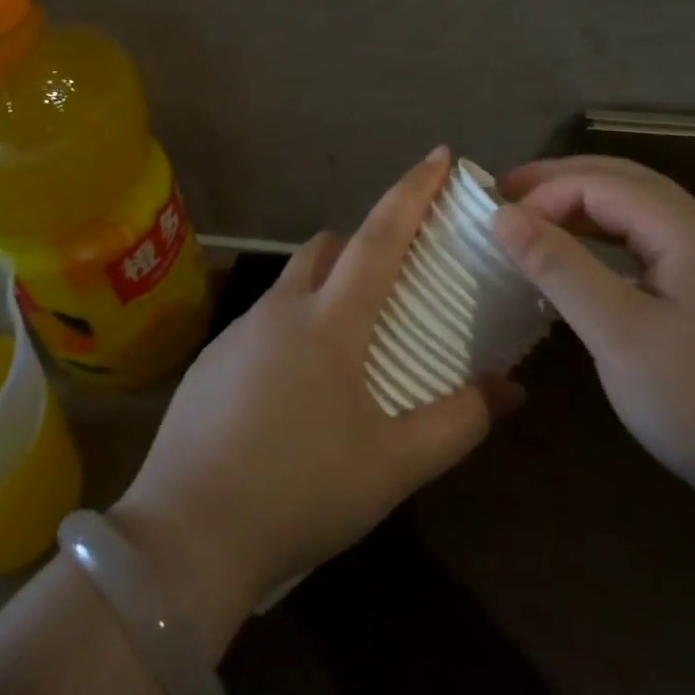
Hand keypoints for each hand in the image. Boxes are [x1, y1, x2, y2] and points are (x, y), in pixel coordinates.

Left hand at [110, 147, 513, 636]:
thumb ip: (458, 422)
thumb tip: (511, 389)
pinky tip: (299, 387)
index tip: (440, 154)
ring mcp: (238, 332)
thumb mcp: (392, 467)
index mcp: (330, 321)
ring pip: (293, 283)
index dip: (413, 191)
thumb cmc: (299, 493)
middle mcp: (282, 309)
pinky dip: (294, 326)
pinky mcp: (210, 361)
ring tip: (352, 340)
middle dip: (364, 242)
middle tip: (396, 277)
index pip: (380, 234)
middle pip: (329, 247)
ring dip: (327, 288)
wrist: (183, 540)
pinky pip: (265, 322)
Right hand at [491, 155, 694, 523]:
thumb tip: (503, 215)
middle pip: (625, 183)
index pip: (602, 183)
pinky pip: (655, 245)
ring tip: (536, 221)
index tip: (496, 218)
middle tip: (506, 195)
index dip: (545, 193)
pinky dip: (611, 240)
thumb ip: (560, 268)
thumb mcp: (620, 334)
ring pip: (642, 213)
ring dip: (587, 208)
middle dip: (562, 183)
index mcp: (688, 228)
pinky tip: (589, 263)